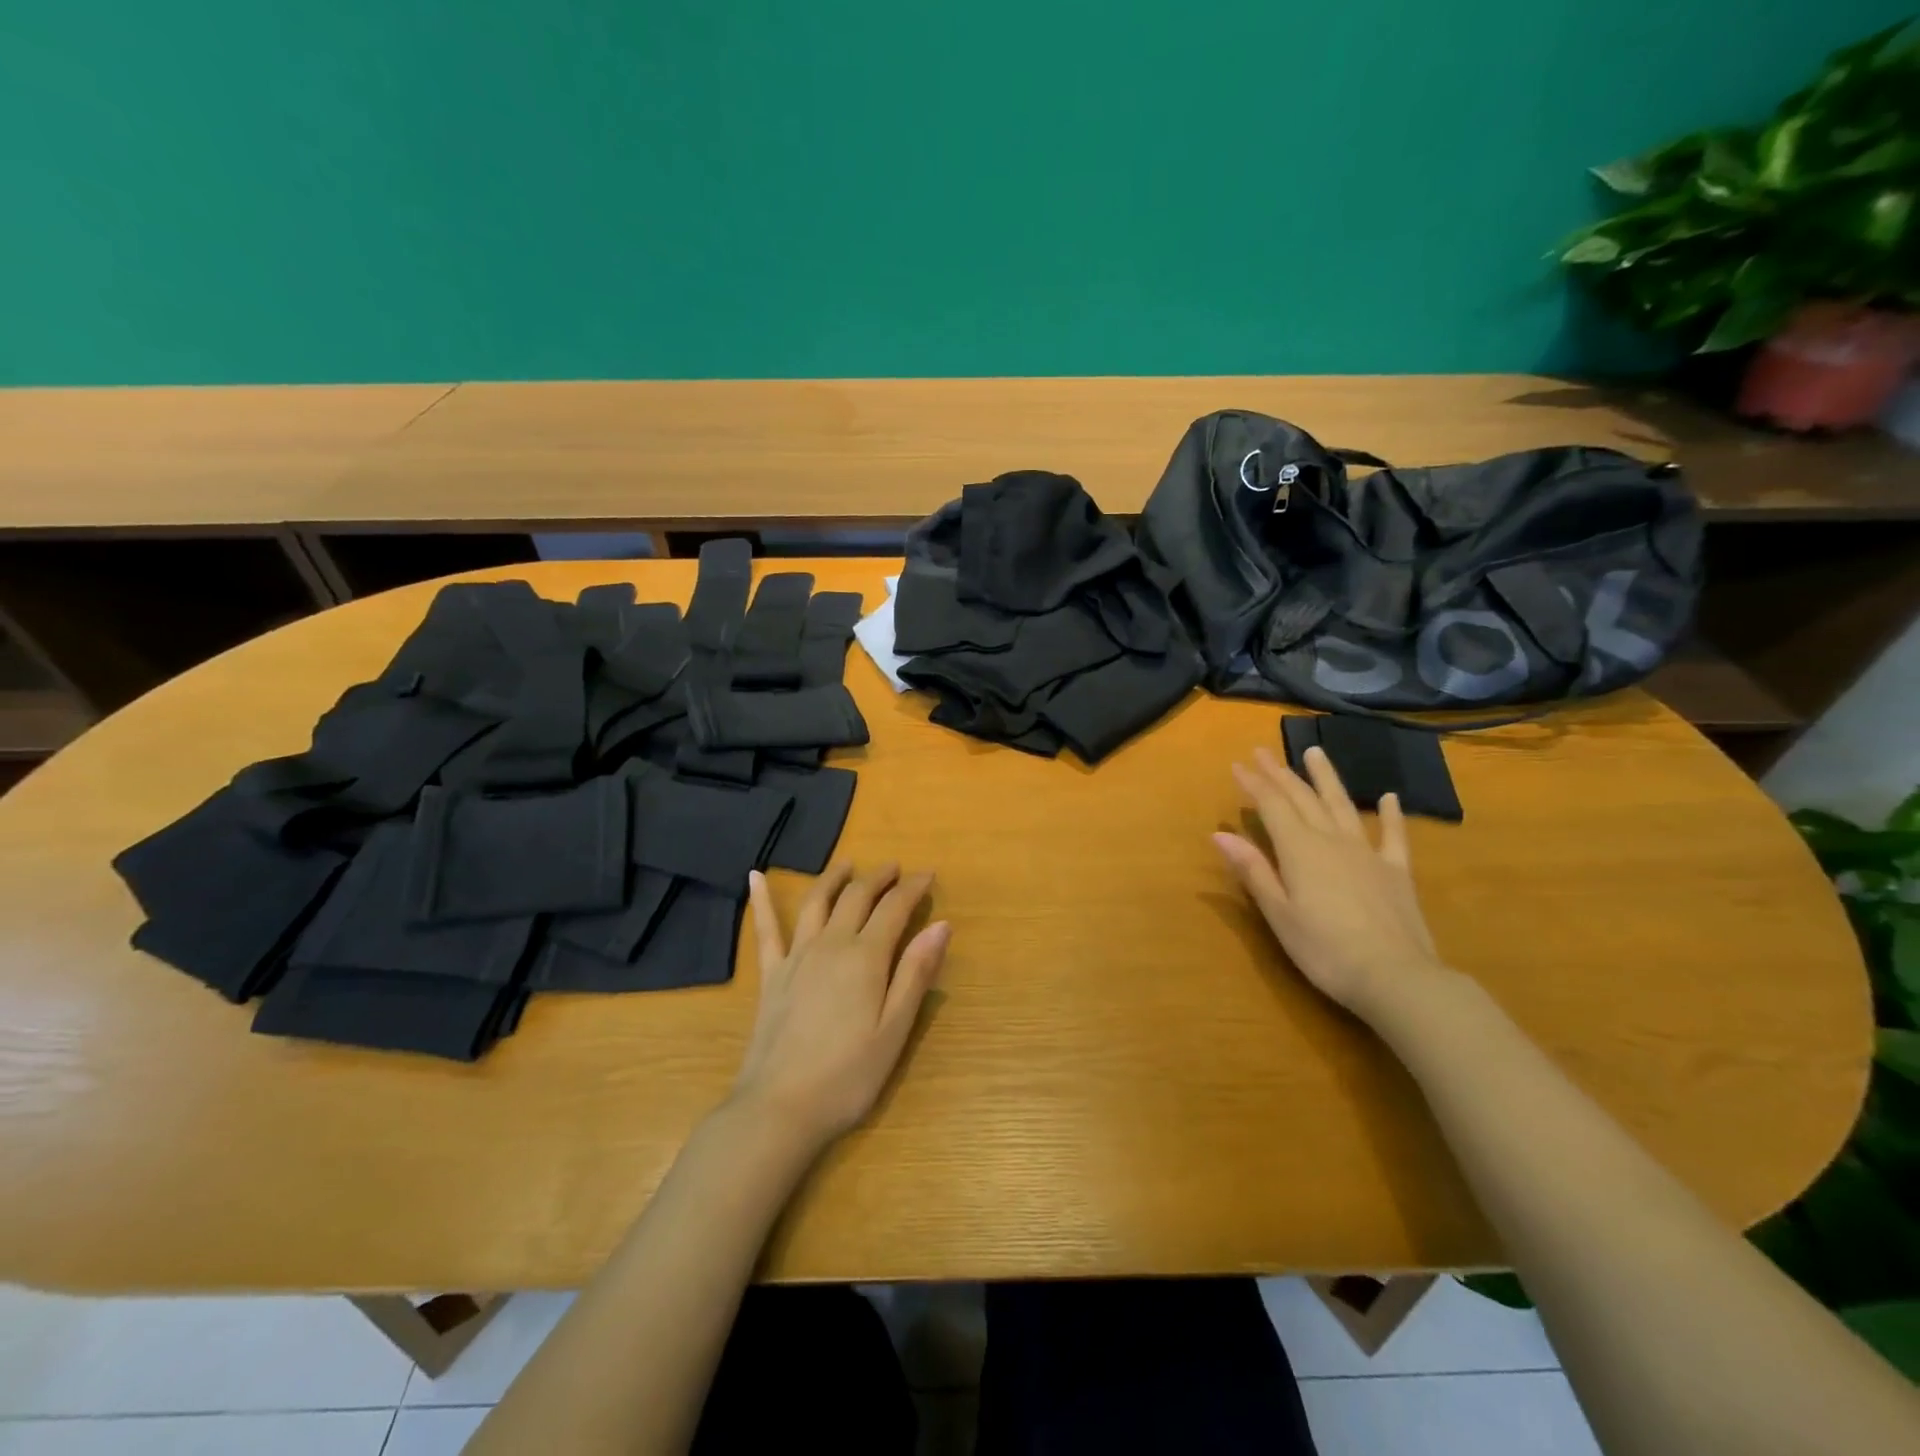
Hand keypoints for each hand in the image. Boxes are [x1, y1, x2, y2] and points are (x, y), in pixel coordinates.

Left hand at [732, 862, 949, 1146]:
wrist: (779, 1108)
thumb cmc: (848, 1076)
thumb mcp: (895, 1029)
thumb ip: (916, 973)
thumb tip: (942, 925)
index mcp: (865, 957)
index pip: (894, 908)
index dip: (913, 888)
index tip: (928, 875)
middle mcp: (831, 944)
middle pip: (857, 897)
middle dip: (879, 877)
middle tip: (896, 868)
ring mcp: (796, 957)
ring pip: (817, 902)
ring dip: (835, 877)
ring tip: (847, 863)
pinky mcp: (772, 975)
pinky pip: (766, 930)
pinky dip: (762, 900)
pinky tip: (755, 877)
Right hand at [1213, 744, 1445, 1022]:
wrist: (1397, 978)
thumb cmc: (1325, 950)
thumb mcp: (1279, 914)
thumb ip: (1253, 871)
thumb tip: (1220, 834)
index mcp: (1300, 850)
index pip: (1272, 807)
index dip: (1254, 784)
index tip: (1237, 764)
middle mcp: (1332, 840)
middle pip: (1303, 799)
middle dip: (1280, 774)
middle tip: (1263, 751)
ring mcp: (1368, 853)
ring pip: (1342, 805)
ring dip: (1326, 778)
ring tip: (1314, 752)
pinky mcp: (1397, 872)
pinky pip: (1393, 835)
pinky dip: (1390, 814)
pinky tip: (1388, 797)